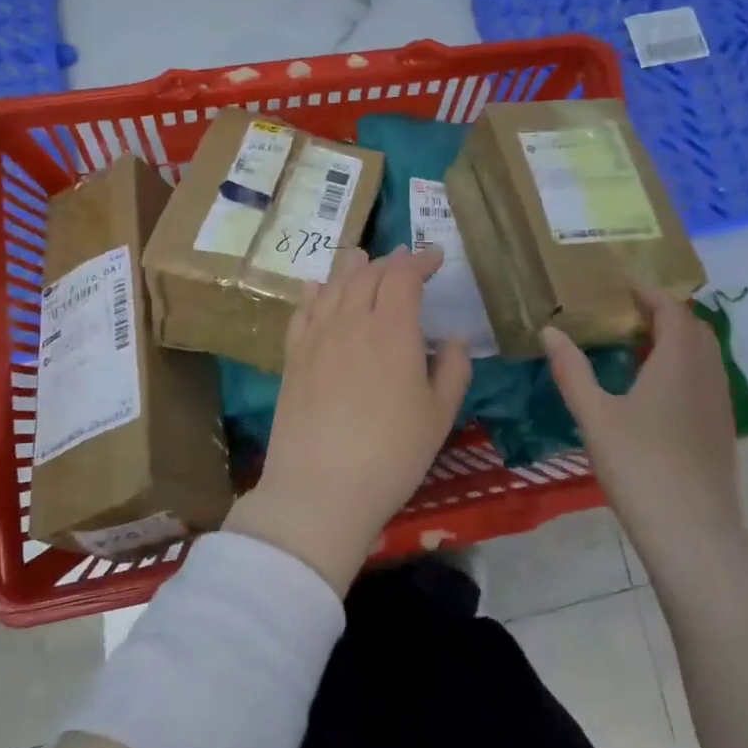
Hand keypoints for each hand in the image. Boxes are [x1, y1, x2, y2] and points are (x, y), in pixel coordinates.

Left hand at [225, 247, 472, 594]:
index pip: (404, 275)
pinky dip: (314, 292)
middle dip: (390, 262)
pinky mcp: (292, 357)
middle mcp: (351, 321)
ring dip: (353, 268)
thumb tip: (454, 338)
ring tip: (362, 259)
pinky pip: (303, 310)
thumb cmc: (391, 454)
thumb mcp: (439, 416)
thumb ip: (453, 369)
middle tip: (404, 264)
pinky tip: (316, 288)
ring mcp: (316, 337)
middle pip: (368, 273)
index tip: (435, 257)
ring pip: (334, 286)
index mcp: (392, 329)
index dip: (420, 260)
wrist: (319, 489)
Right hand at [541, 284, 742, 540]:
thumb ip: (572, 370)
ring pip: (703, 354)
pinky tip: (655, 388)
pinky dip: (683, 365)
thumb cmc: (639, 465)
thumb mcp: (595, 415)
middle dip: (663, 312)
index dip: (647, 292)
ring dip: (675, 339)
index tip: (620, 284)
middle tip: (626, 312)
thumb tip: (550, 331)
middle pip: (692, 327)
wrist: (692, 531)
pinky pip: (705, 377)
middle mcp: (706, 373)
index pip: (671, 309)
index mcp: (678, 361)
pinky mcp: (721, 428)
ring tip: (637, 344)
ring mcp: (719, 403)